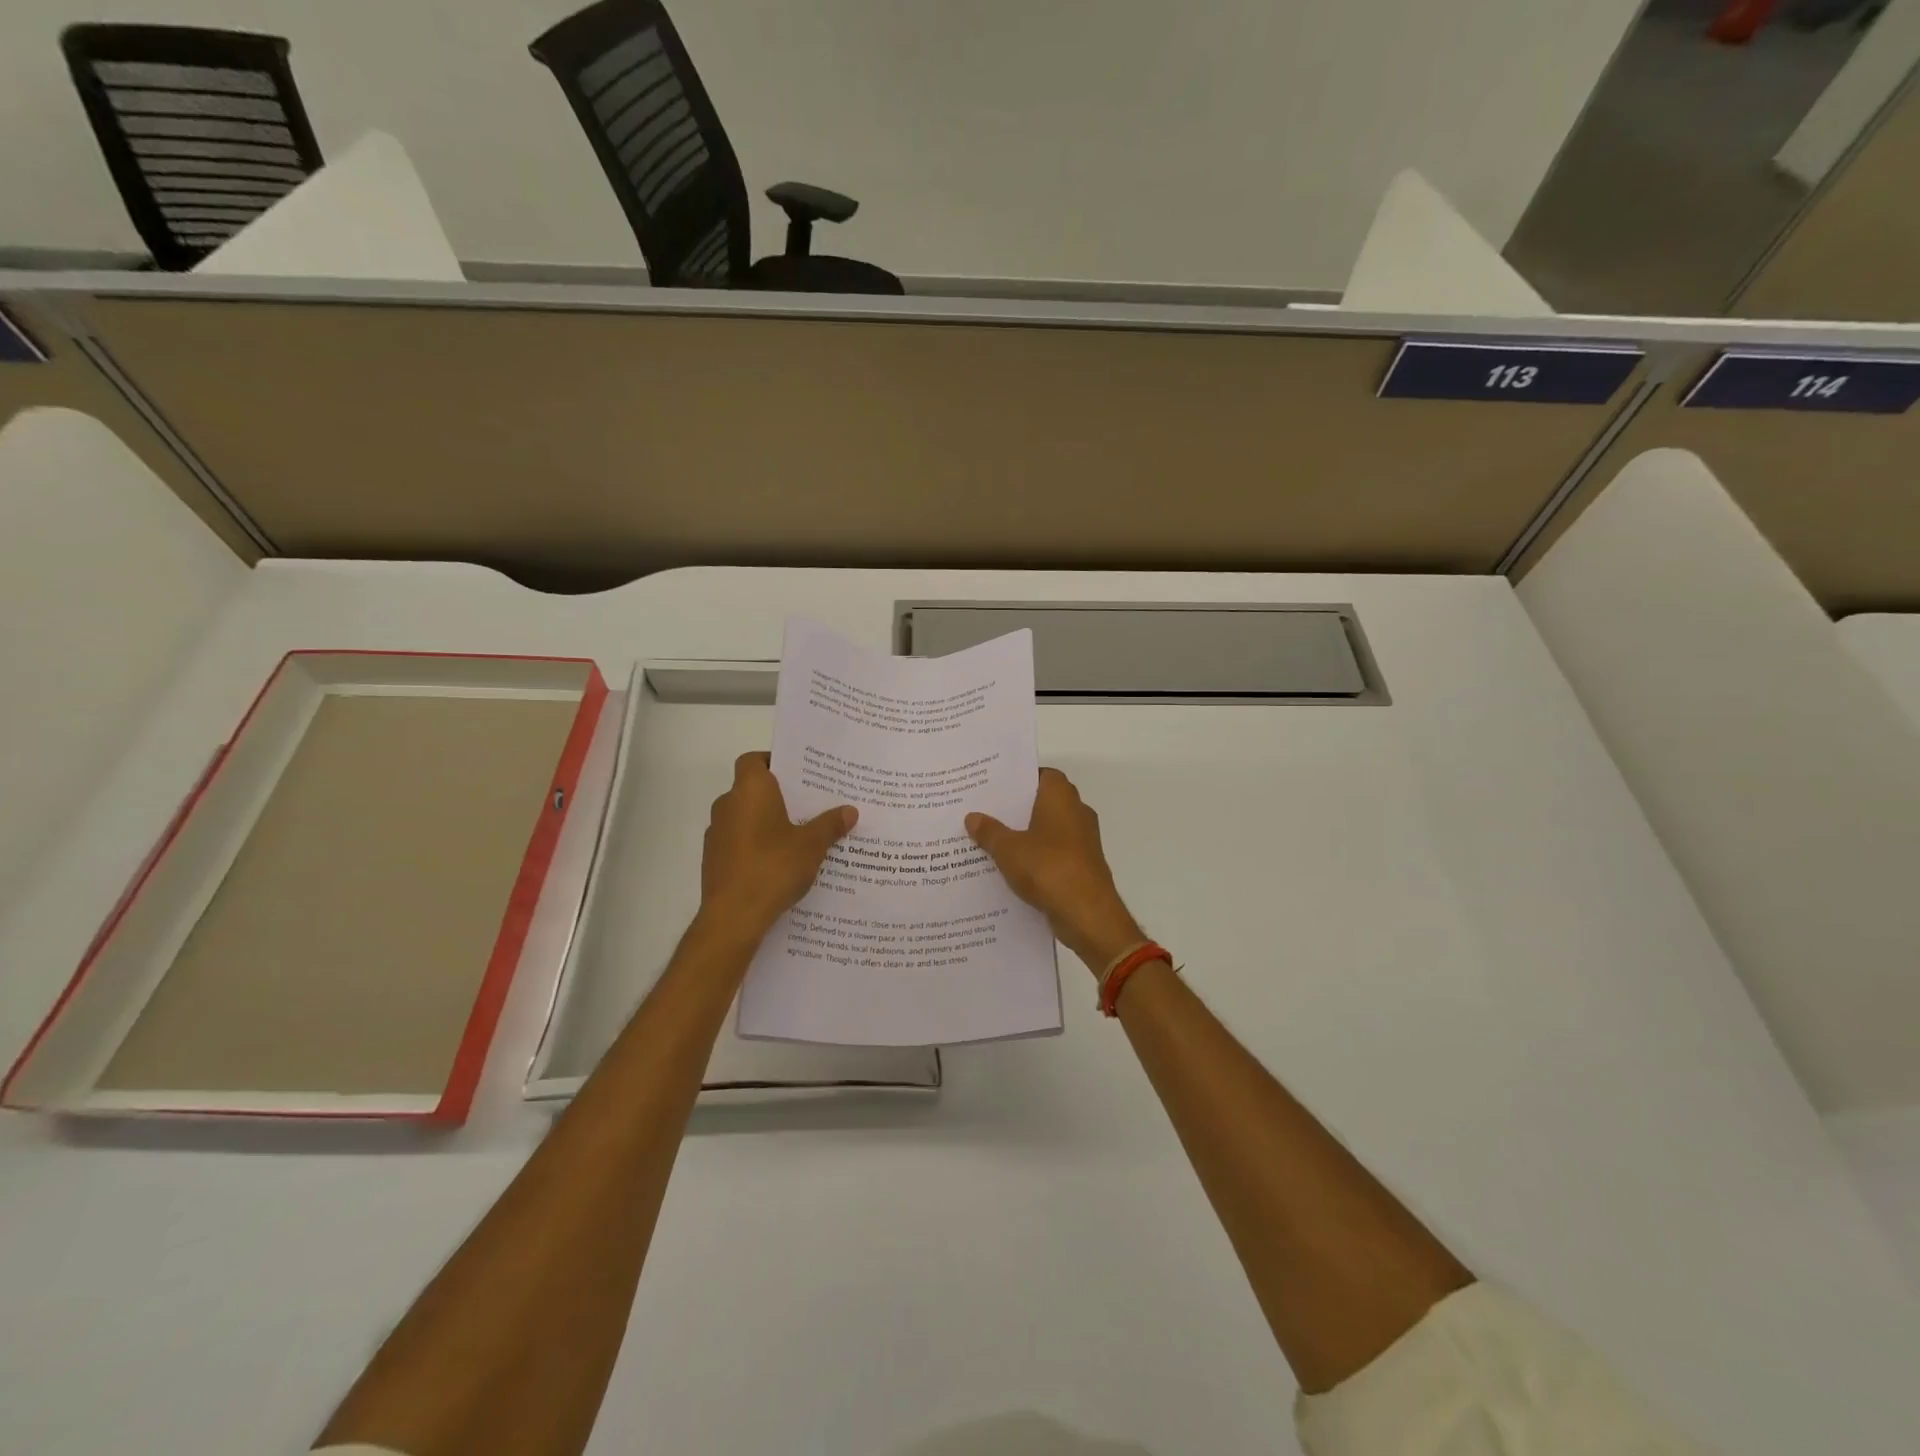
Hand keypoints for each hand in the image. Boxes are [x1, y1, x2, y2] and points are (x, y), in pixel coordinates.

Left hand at [700, 753, 856, 941]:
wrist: (733, 916)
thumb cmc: (773, 867)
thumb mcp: (812, 845)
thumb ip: (830, 824)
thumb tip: (850, 810)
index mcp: (749, 790)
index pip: (754, 760)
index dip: (773, 762)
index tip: (798, 775)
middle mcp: (727, 805)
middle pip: (752, 789)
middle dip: (778, 796)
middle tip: (809, 804)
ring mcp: (716, 833)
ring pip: (745, 816)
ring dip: (766, 821)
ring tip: (799, 835)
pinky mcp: (714, 859)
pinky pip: (739, 841)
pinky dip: (756, 844)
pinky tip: (779, 862)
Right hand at [966, 768, 1144, 974]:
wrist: (1087, 914)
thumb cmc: (1047, 868)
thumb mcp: (1008, 849)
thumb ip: (989, 831)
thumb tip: (972, 816)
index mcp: (1061, 798)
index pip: (1043, 775)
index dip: (1021, 779)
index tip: (996, 787)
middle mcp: (1077, 812)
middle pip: (1045, 802)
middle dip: (1019, 808)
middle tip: (987, 812)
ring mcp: (1083, 841)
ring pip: (1050, 830)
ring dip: (1027, 835)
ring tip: (993, 840)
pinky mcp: (1083, 866)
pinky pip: (1055, 853)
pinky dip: (1038, 857)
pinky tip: (1012, 868)